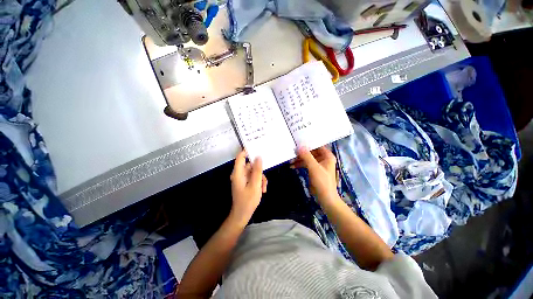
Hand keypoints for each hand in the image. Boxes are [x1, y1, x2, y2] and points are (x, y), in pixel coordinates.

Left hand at [230, 150, 266, 220]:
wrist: (242, 215)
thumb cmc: (248, 200)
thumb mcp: (255, 185)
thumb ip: (257, 170)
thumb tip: (259, 157)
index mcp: (238, 173)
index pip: (240, 157)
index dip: (247, 150)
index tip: (257, 146)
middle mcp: (239, 174)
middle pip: (250, 165)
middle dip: (260, 171)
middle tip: (265, 177)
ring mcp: (242, 178)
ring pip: (254, 172)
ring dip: (261, 178)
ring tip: (264, 188)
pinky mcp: (245, 182)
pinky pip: (253, 178)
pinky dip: (259, 182)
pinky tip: (262, 190)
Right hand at [291, 146, 337, 201]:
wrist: (325, 198)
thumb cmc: (322, 182)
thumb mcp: (314, 168)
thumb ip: (307, 156)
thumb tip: (299, 146)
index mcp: (327, 156)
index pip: (317, 146)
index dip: (308, 144)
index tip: (297, 142)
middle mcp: (323, 158)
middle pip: (311, 152)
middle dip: (301, 153)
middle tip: (292, 151)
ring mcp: (318, 164)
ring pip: (307, 158)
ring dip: (299, 159)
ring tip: (290, 160)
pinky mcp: (314, 170)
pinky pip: (306, 164)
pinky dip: (300, 164)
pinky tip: (292, 166)